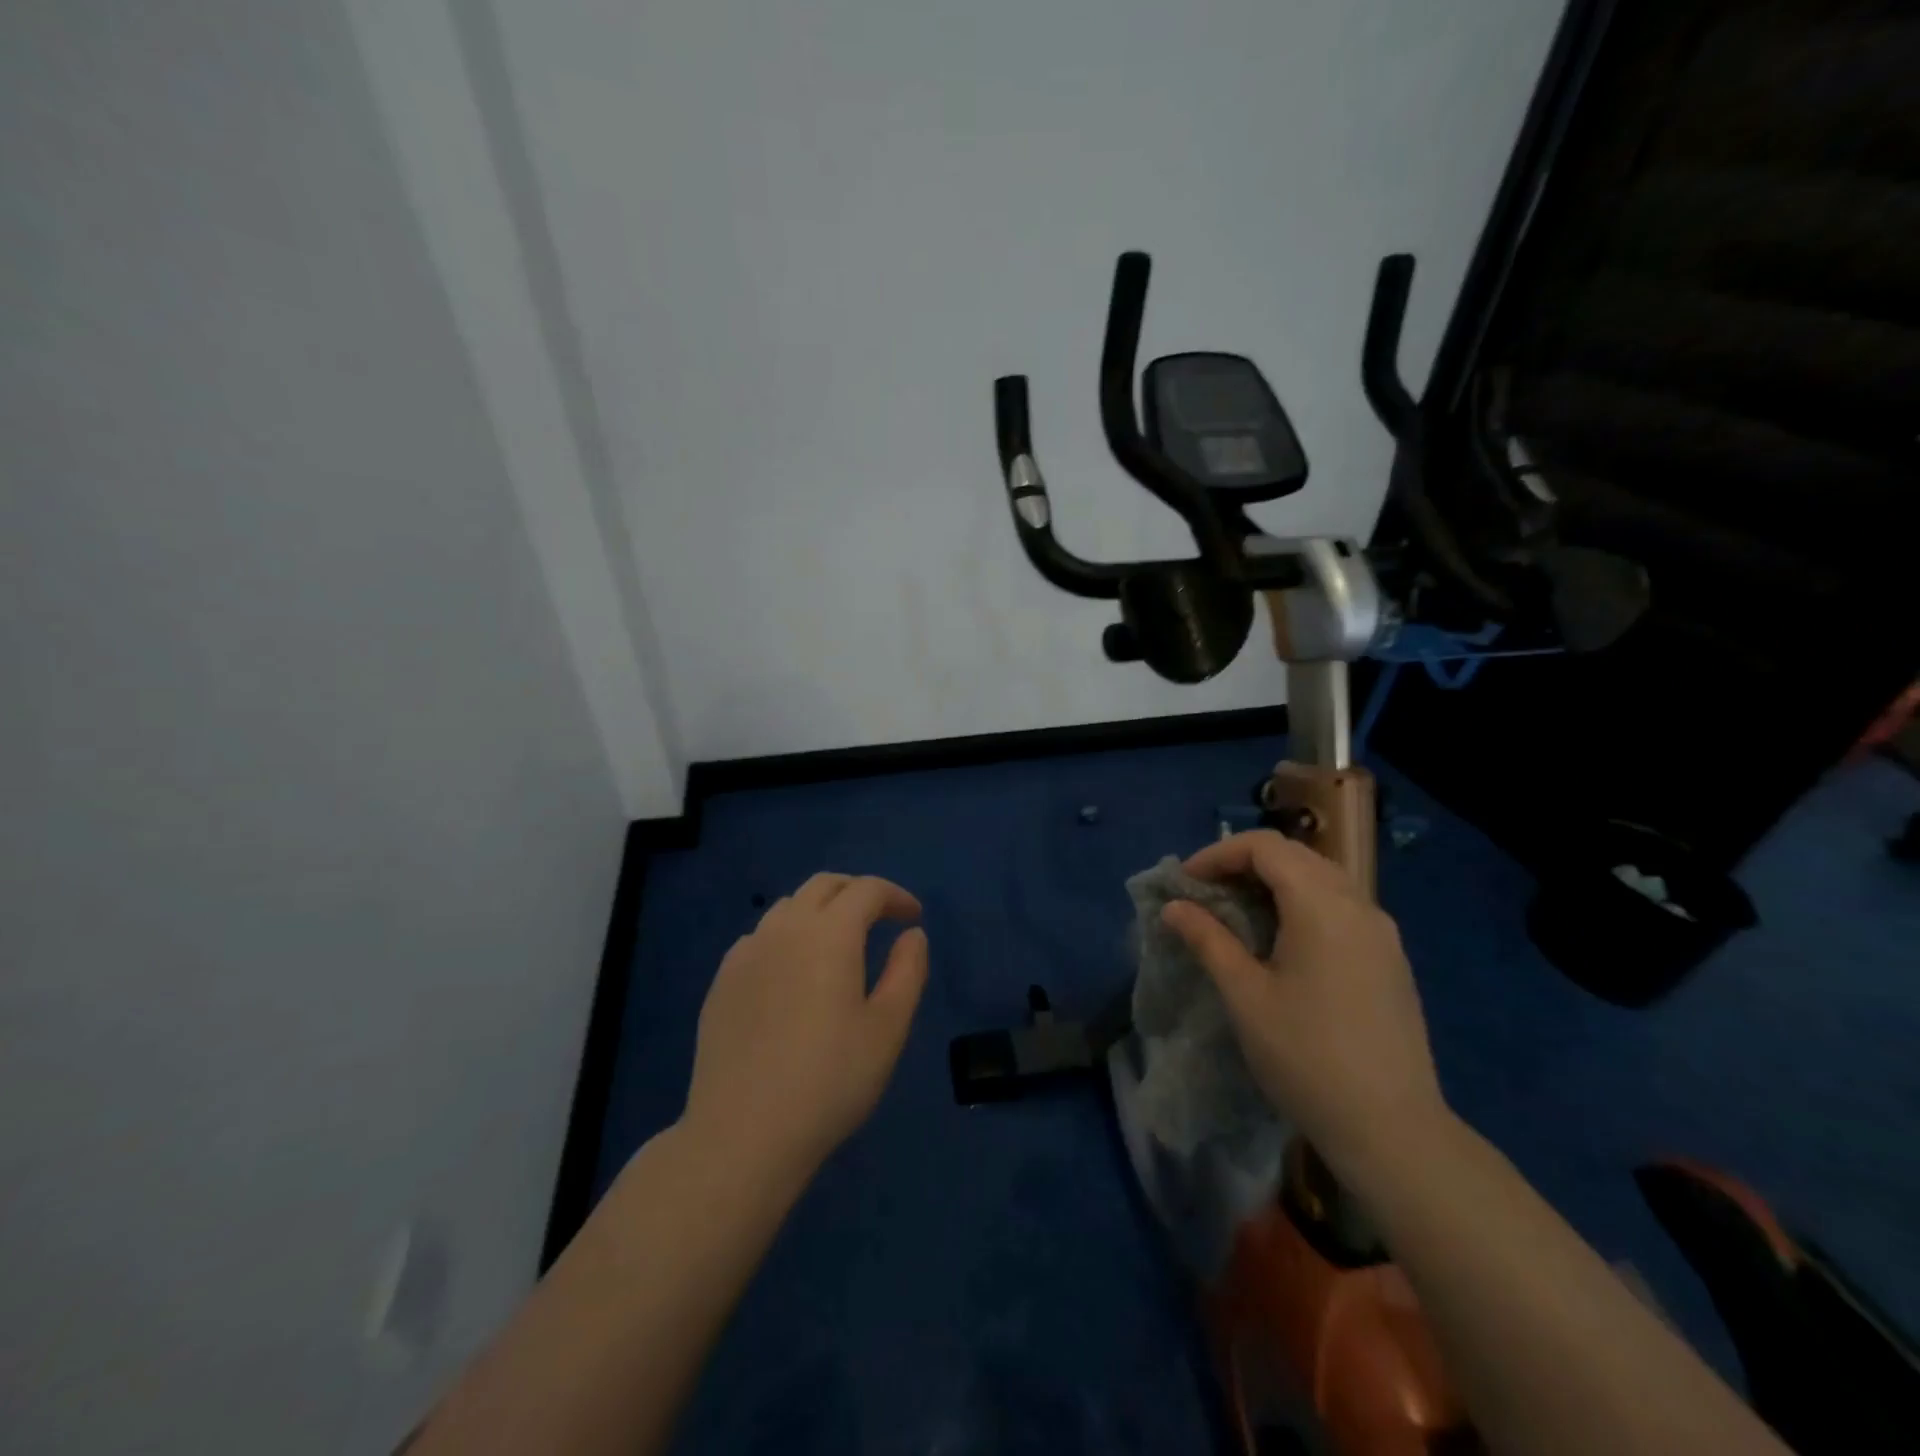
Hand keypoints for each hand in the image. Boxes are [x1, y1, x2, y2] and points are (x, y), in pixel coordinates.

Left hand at [682, 873, 928, 1186]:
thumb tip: (913, 935)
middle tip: (881, 918)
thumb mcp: (888, 1028)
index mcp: (829, 933)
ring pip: (788, 907)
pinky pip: (760, 937)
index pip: (867, 890)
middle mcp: (784, 928)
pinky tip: (792, 973)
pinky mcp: (722, 981)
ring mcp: (746, 953)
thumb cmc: (829, 1080)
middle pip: (824, 885)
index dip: (896, 896)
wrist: (743, 1134)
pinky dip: (787, 936)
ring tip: (838, 944)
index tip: (913, 918)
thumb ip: (908, 971)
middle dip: (857, 892)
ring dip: (820, 910)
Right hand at [1161, 831, 1447, 1186]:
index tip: (1187, 883)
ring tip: (1237, 913)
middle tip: (1206, 893)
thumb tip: (1174, 907)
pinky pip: (1340, 906)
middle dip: (1244, 863)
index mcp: (1322, 905)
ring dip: (1274, 882)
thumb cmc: (1306, 1057)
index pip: (1265, 847)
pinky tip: (1281, 941)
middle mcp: (1358, 905)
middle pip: (1295, 855)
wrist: (1392, 1130)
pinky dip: (1302, 903)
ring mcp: (1381, 932)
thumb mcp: (1245, 995)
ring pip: (1321, 879)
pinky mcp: (1390, 959)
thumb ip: (1208, 940)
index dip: (1219, 854)